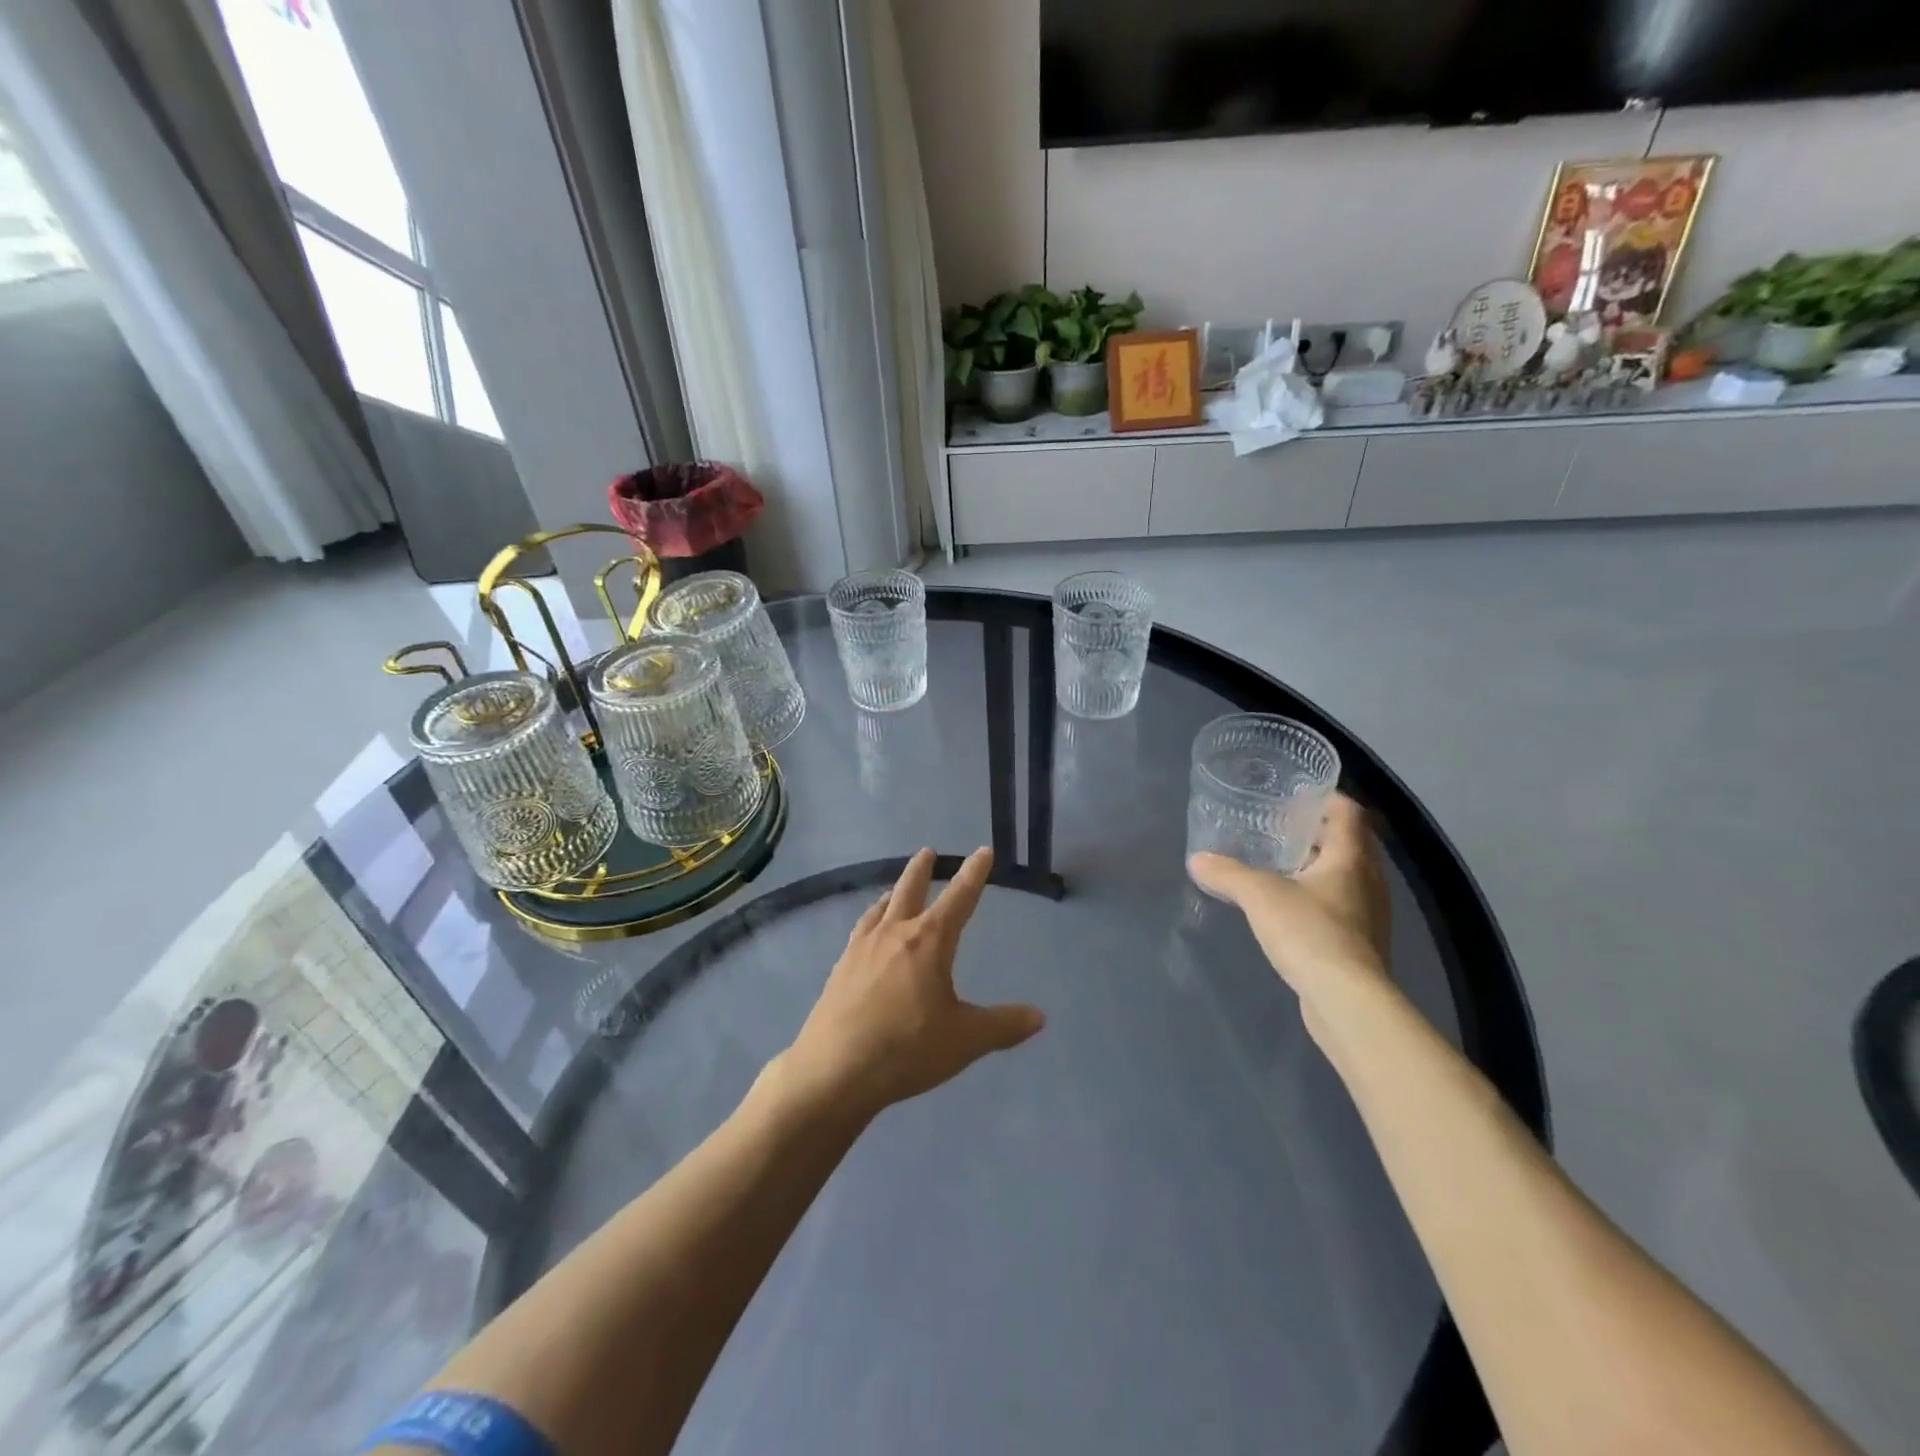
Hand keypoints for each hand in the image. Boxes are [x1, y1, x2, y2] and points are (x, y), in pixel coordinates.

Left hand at [783, 848, 1045, 1117]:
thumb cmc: (907, 1049)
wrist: (835, 1070)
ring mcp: (861, 949)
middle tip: (929, 852)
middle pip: (910, 890)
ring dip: (892, 893)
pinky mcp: (840, 969)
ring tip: (895, 890)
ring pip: (880, 908)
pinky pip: (860, 931)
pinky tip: (866, 934)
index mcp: (929, 942)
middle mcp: (894, 934)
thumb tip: (1040, 1016)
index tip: (983, 851)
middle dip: (922, 870)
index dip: (974, 874)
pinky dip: (870, 921)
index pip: (959, 898)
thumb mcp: (965, 1040)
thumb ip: (1003, 1026)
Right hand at [1189, 795, 1391, 1026]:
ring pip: (1346, 877)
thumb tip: (1197, 860)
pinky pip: (1341, 906)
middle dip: (1317, 833)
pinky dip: (1318, 898)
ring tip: (1280, 866)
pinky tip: (1289, 909)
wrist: (1347, 1002)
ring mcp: (1369, 915)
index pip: (1349, 812)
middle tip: (1279, 827)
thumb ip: (1227, 873)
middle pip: (1349, 843)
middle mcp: (1368, 882)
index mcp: (1351, 859)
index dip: (1327, 798)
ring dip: (1318, 867)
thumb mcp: (1258, 895)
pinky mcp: (1361, 945)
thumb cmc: (1309, 933)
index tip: (1297, 796)